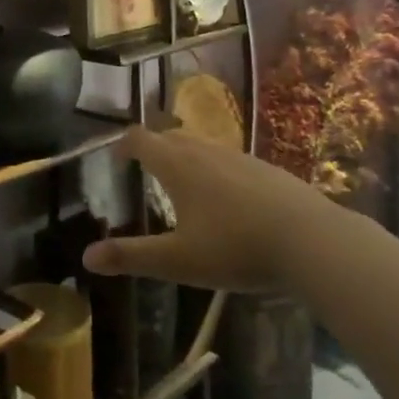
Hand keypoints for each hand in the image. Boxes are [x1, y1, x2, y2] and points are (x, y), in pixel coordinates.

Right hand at [82, 126, 335, 291]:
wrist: (312, 240)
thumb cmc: (235, 248)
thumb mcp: (178, 261)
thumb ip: (131, 256)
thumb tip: (86, 257)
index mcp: (177, 166)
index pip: (140, 140)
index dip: (124, 145)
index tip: (117, 159)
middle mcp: (205, 151)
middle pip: (170, 137)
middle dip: (154, 148)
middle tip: (145, 168)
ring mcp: (240, 157)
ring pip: (202, 146)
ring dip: (186, 156)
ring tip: (184, 182)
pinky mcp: (268, 170)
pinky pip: (231, 160)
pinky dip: (217, 170)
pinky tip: (230, 199)